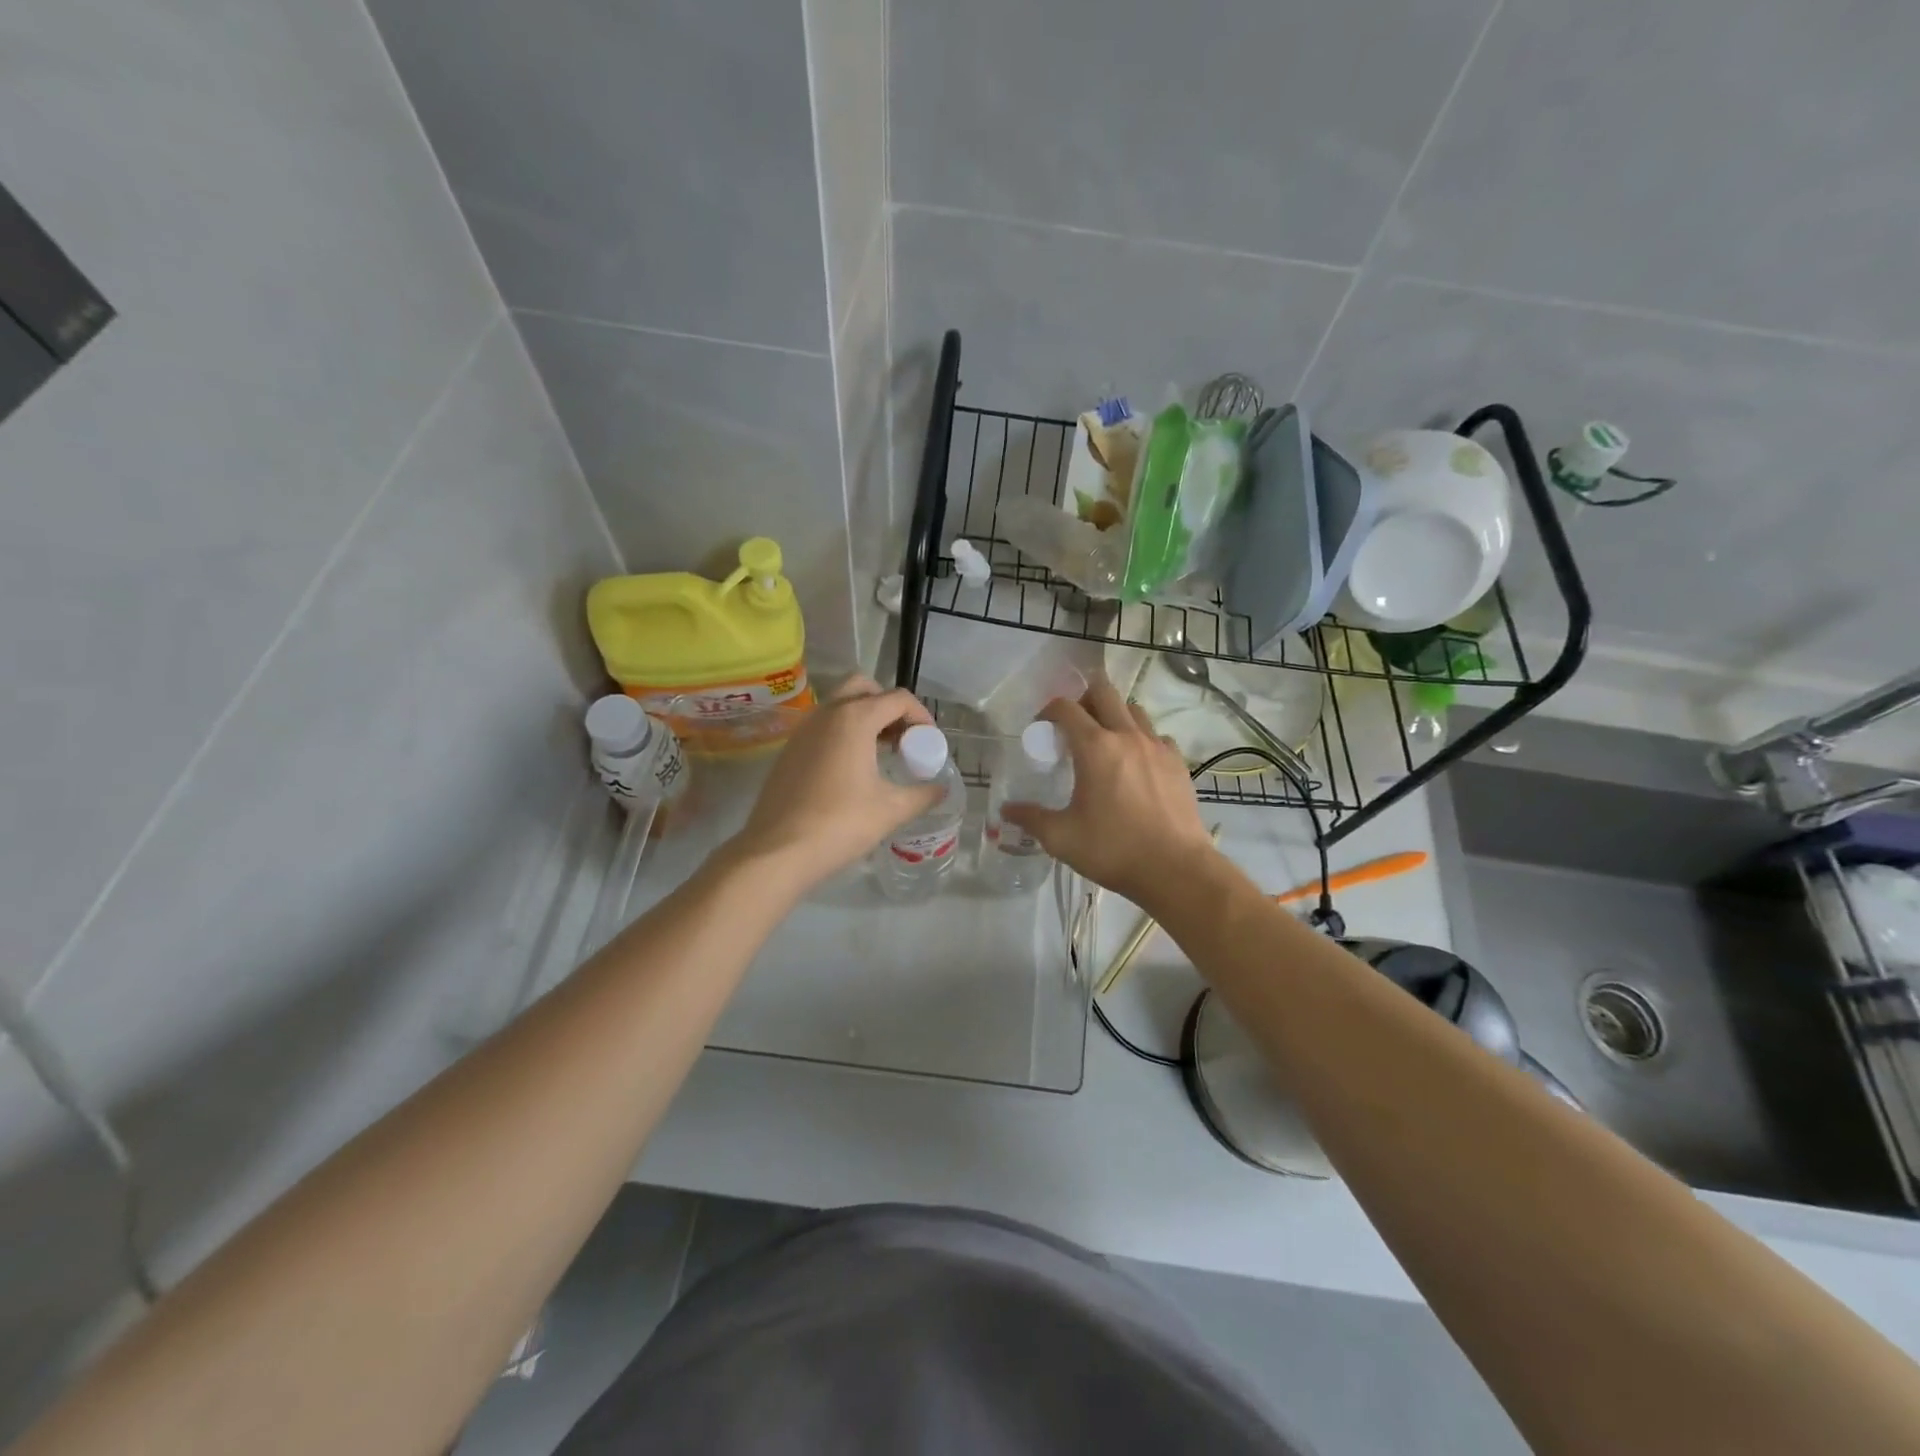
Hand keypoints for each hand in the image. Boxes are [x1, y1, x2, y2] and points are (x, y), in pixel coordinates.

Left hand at [726, 676, 941, 891]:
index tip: (929, 743)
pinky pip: (823, 726)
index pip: (898, 699)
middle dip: (888, 706)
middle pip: (864, 688)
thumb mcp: (891, 811)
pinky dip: (843, 732)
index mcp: (855, 718)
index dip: (921, 716)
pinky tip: (853, 769)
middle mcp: (827, 713)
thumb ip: (922, 795)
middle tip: (902, 738)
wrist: (778, 851)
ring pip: (840, 705)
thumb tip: (941, 790)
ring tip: (882, 753)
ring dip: (865, 717)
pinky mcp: (790, 749)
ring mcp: (803, 729)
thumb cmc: (840, 824)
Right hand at [1000, 679, 1216, 909]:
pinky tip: (1136, 764)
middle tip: (1074, 725)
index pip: (1066, 708)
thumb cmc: (1113, 850)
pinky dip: (1142, 739)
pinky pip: (1157, 735)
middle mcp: (1127, 736)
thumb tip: (1006, 810)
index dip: (1048, 711)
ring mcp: (1157, 746)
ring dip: (1115, 715)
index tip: (1041, 729)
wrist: (1176, 869)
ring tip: (1105, 742)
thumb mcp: (1062, 838)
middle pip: (1104, 692)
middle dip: (1084, 699)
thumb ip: (1031, 818)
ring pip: (1134, 710)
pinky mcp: (1178, 762)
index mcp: (1095, 748)